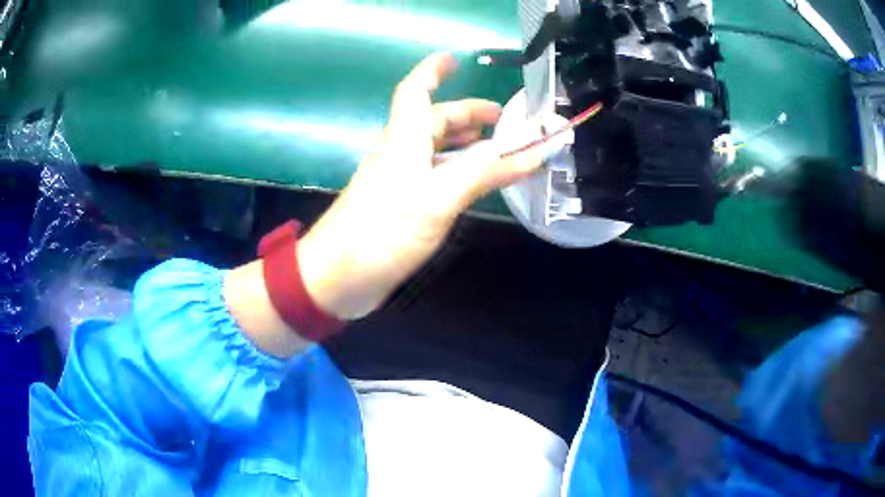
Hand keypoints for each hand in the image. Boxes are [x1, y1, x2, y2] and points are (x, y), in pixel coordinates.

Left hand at [298, 53, 541, 319]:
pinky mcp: (397, 209)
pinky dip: (455, 173)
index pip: (414, 93)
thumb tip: (528, 151)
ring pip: (433, 150)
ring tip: (495, 147)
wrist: (334, 280)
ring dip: (463, 143)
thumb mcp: (436, 199)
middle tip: (503, 121)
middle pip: (432, 121)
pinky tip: (470, 184)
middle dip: (467, 114)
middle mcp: (398, 156)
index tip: (454, 60)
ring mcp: (396, 183)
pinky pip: (431, 178)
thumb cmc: (380, 233)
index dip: (432, 71)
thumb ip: (482, 173)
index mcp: (403, 143)